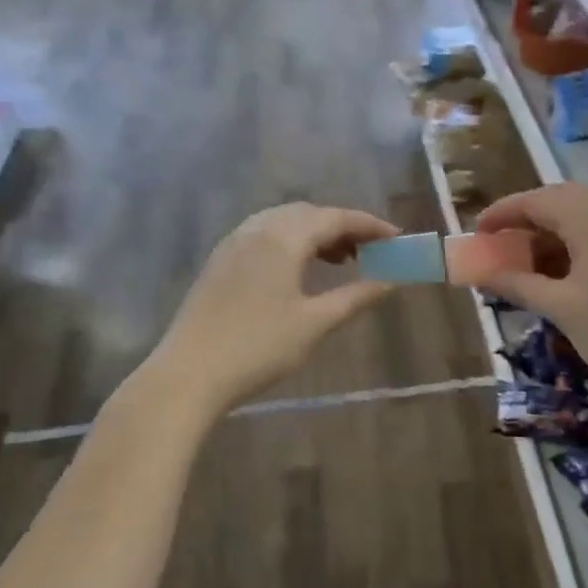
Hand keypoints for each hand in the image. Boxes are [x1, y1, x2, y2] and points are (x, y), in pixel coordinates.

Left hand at [151, 203, 398, 416]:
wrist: (190, 373)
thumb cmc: (259, 347)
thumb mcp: (315, 324)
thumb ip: (355, 297)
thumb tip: (391, 281)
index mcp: (282, 238)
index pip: (335, 218)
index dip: (369, 225)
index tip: (396, 238)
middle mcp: (256, 229)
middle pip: (308, 214)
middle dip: (342, 227)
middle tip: (370, 251)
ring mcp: (233, 243)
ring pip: (283, 223)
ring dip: (315, 234)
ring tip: (339, 261)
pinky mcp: (219, 262)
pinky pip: (263, 236)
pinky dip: (290, 243)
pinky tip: (298, 272)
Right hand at [477, 184, 587, 402]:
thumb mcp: (561, 308)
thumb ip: (519, 284)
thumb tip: (483, 273)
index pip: (537, 200)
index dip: (502, 213)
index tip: (476, 233)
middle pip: (561, 201)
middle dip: (525, 221)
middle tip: (498, 246)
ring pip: (583, 217)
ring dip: (550, 234)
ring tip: (524, 263)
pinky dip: (574, 244)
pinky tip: (559, 272)